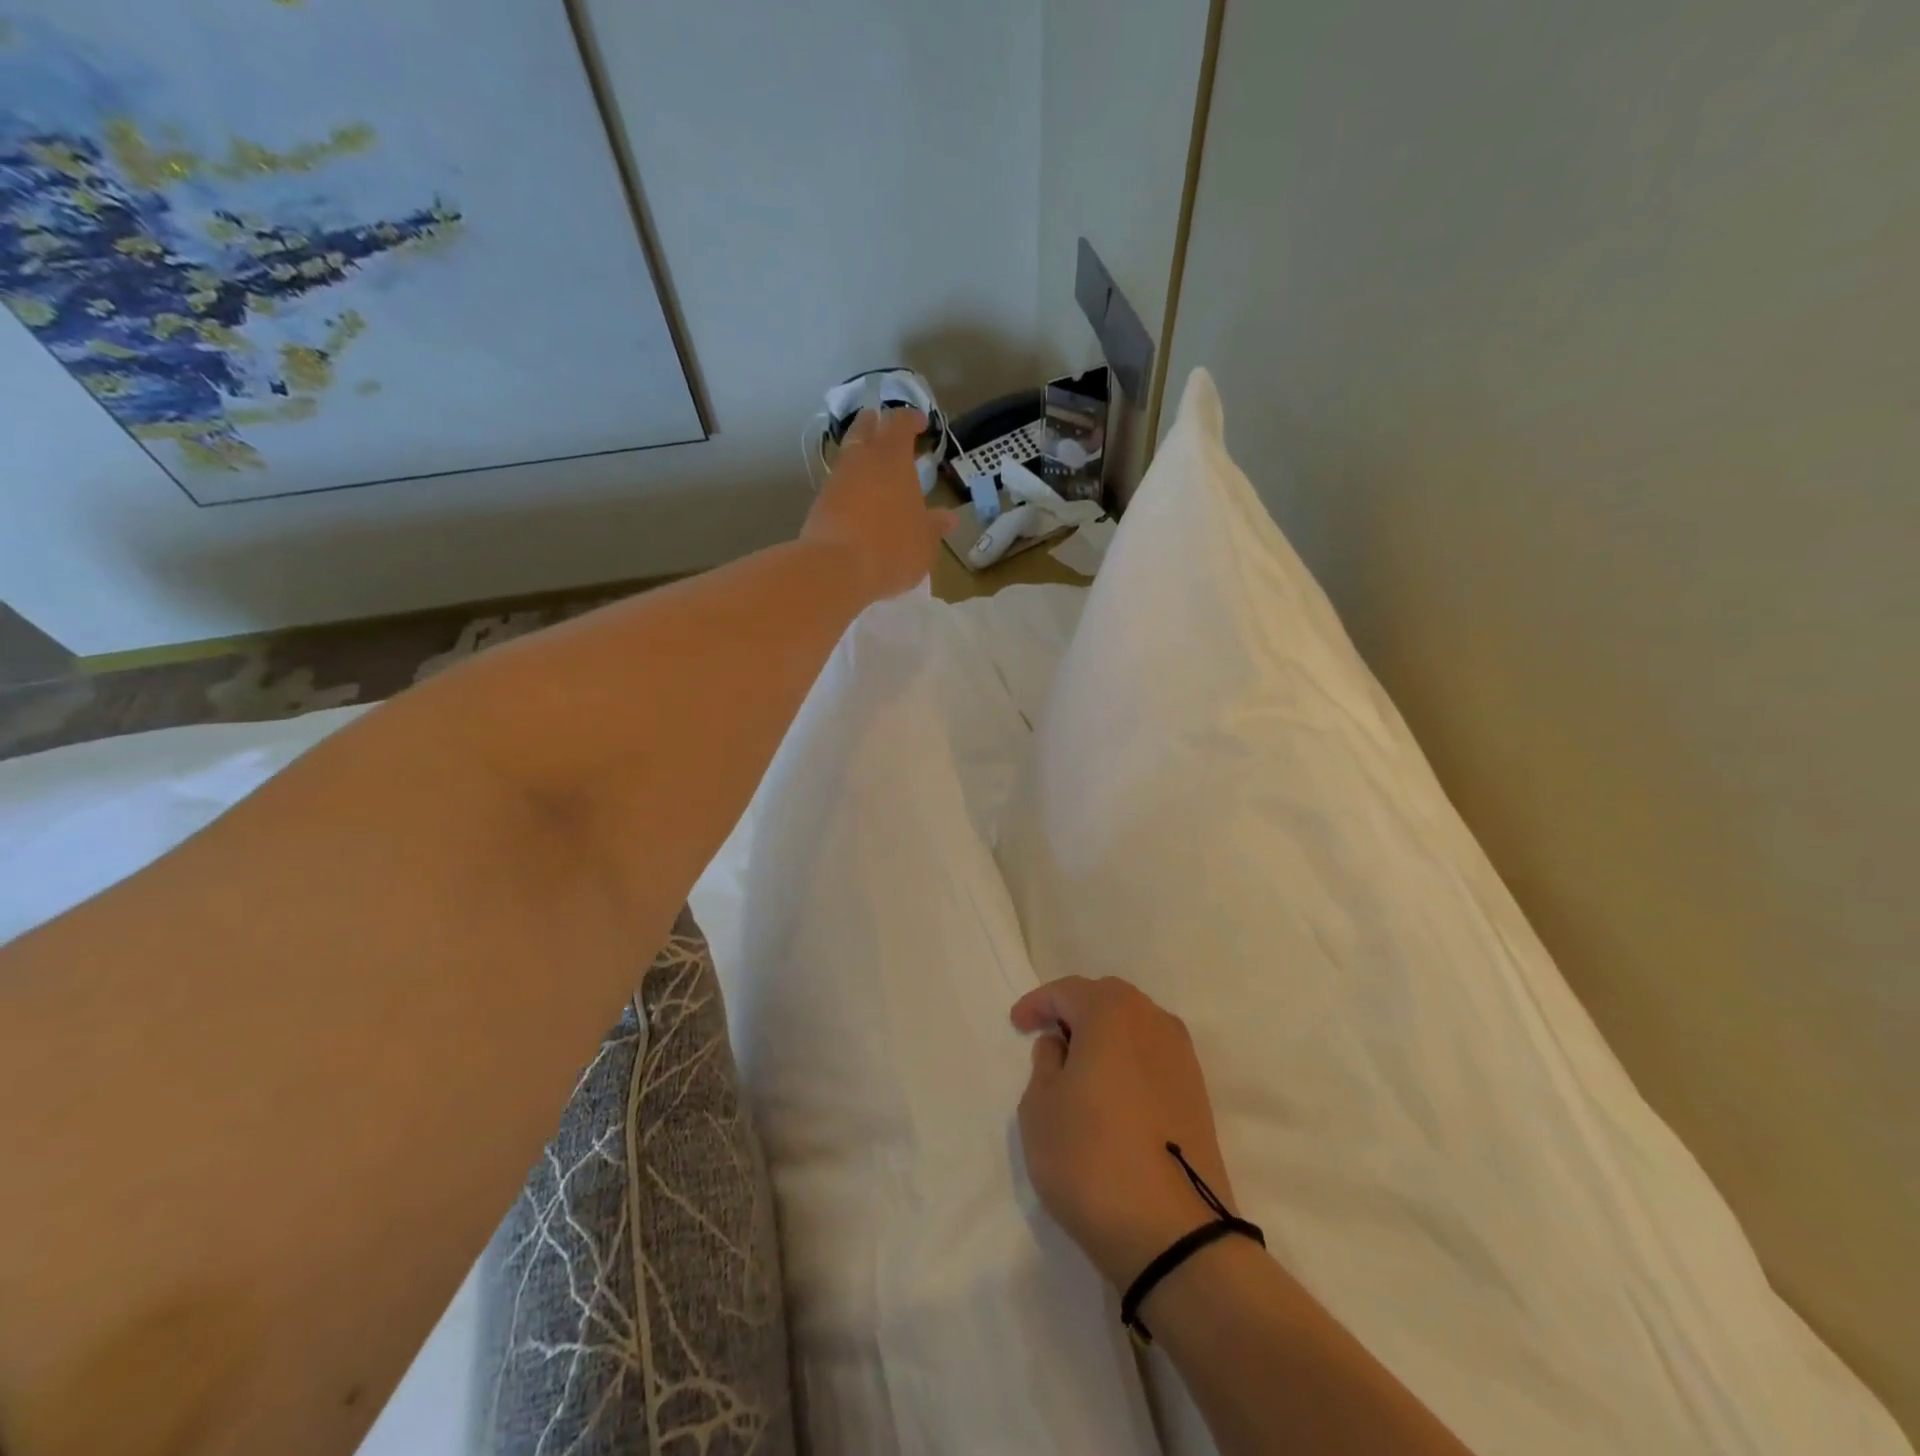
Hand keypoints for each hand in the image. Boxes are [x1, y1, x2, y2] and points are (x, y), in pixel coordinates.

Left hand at [801, 408, 955, 603]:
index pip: (901, 423)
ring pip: (849, 455)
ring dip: (860, 456)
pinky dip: (849, 486)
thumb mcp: (925, 542)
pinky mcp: (819, 502)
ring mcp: (836, 479)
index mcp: (893, 458)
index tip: (921, 423)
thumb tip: (949, 518)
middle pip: (866, 428)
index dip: (911, 419)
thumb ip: (935, 527)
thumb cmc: (892, 547)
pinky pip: (838, 484)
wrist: (836, 567)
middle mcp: (862, 459)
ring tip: (874, 470)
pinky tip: (858, 501)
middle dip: (877, 424)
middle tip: (886, 431)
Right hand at [1012, 976, 1240, 1288]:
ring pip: (1134, 1026)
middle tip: (1049, 1038)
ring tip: (1080, 1067)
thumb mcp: (1040, 1107)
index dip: (1037, 1004)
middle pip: (1106, 999)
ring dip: (1105, 1035)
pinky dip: (1128, 1060)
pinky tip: (1112, 1092)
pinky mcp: (1197, 1092)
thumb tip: (1063, 1045)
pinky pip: (1152, 1055)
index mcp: (1111, 1011)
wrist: (1174, 1234)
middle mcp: (1152, 1020)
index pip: (1067, 991)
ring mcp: (1181, 1056)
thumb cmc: (1090, 1158)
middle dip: (1075, 1011)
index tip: (1017, 1025)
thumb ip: (1045, 1063)